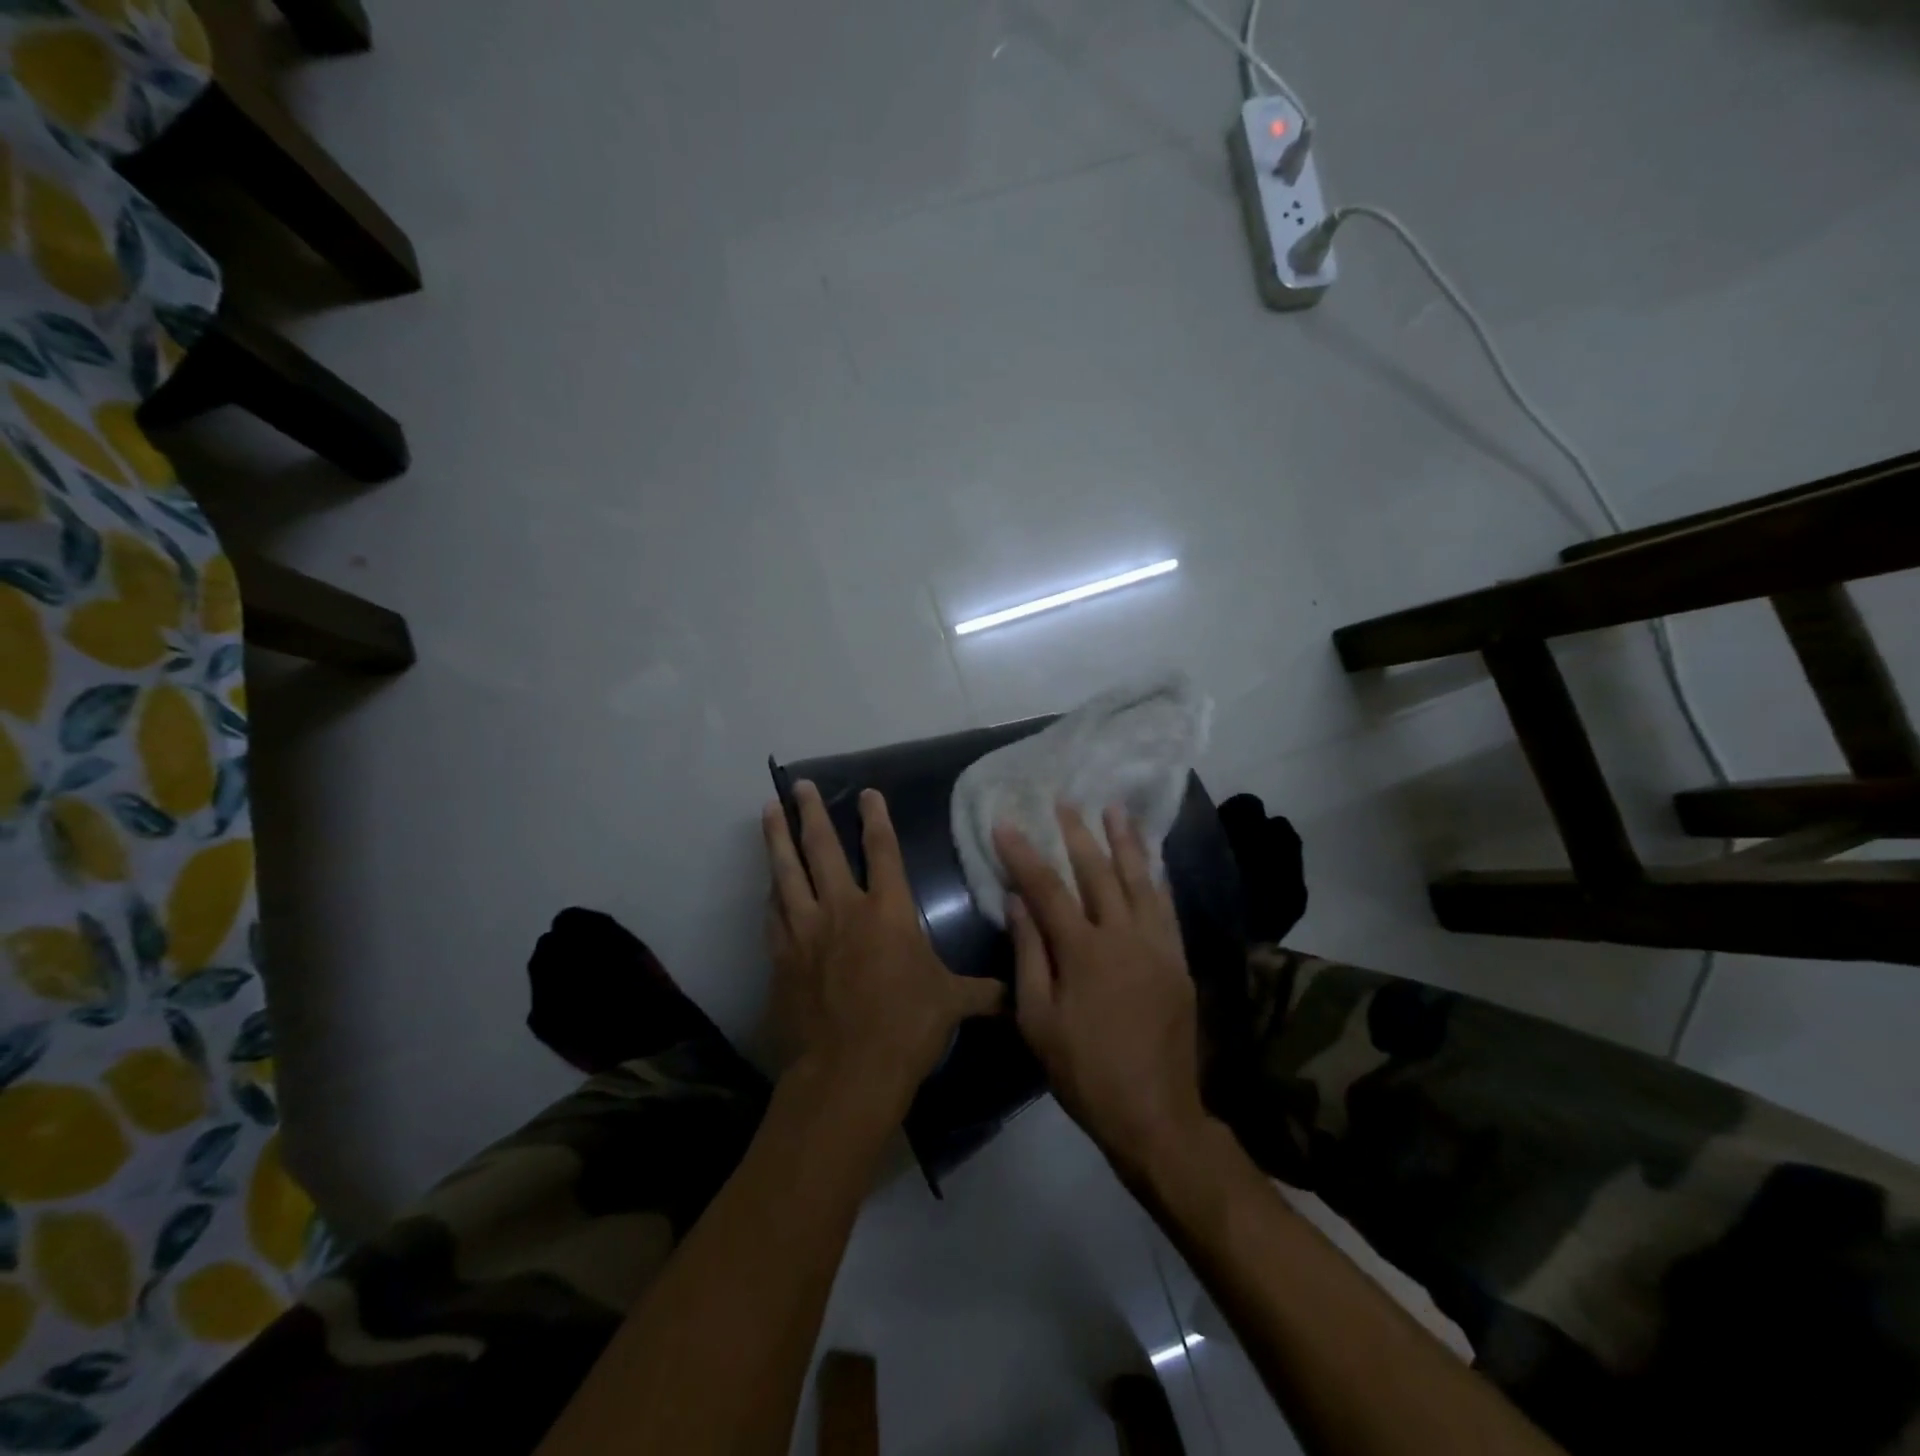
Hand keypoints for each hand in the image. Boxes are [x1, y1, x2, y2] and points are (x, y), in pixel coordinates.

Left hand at [764, 781, 1002, 1108]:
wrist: (847, 1071)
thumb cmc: (907, 1027)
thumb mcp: (952, 1005)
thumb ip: (983, 993)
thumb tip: (1016, 996)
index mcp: (888, 910)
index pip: (883, 849)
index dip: (876, 817)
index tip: (867, 793)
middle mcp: (844, 908)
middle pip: (822, 848)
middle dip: (811, 813)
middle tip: (798, 785)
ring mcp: (807, 930)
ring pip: (787, 872)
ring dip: (777, 839)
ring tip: (768, 811)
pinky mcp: (782, 956)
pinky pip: (774, 913)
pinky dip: (771, 893)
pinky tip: (767, 883)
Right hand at [994, 804, 1206, 1179]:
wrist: (1155, 1113)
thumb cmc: (1084, 1071)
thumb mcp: (1038, 1020)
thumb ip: (1029, 955)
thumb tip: (1017, 902)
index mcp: (1083, 951)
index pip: (1047, 889)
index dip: (1024, 854)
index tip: (1006, 824)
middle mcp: (1123, 936)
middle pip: (1097, 873)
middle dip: (1077, 835)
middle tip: (1065, 802)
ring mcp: (1158, 946)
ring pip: (1140, 881)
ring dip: (1126, 842)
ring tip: (1115, 810)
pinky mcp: (1178, 960)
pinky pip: (1167, 907)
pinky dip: (1157, 878)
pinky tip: (1152, 861)